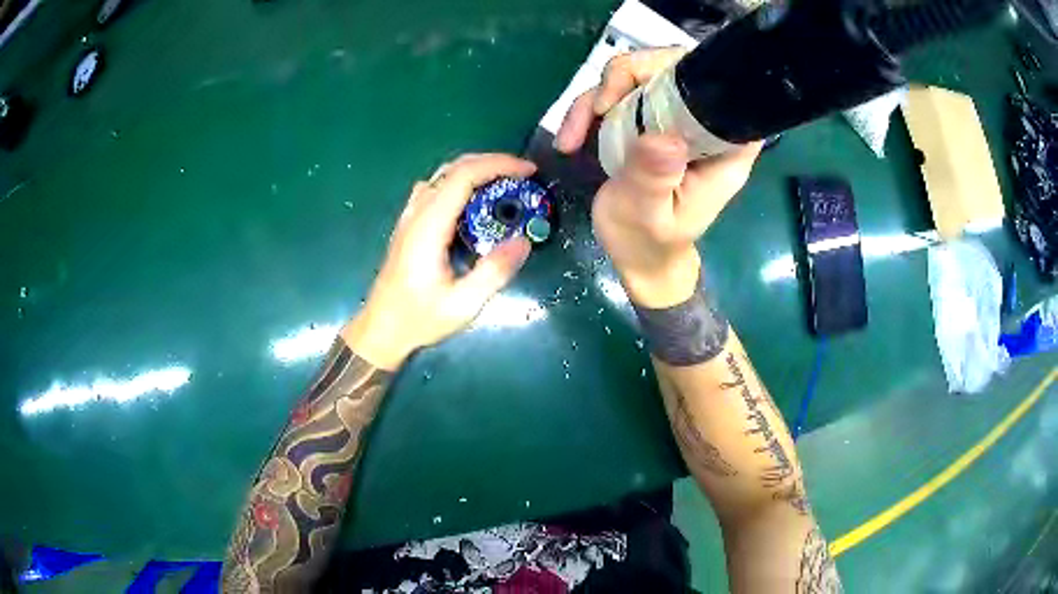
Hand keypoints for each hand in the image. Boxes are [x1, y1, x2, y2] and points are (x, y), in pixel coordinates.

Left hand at [342, 154, 535, 369]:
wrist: (381, 329)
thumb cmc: (419, 319)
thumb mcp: (462, 304)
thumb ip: (494, 272)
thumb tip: (524, 241)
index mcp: (429, 226)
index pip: (464, 176)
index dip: (498, 165)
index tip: (528, 171)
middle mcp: (417, 212)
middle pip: (454, 167)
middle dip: (492, 163)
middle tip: (523, 176)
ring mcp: (410, 216)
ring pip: (443, 175)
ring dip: (477, 170)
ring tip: (505, 184)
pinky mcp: (410, 223)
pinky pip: (436, 188)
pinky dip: (462, 183)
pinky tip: (475, 202)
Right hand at [555, 48, 760, 307]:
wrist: (637, 256)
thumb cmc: (649, 242)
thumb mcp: (648, 214)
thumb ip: (654, 176)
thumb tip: (662, 136)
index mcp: (722, 148)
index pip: (718, 89)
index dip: (680, 71)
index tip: (638, 90)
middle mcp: (702, 126)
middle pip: (671, 68)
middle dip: (627, 77)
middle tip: (598, 108)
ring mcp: (673, 121)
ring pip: (638, 78)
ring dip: (597, 98)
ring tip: (571, 138)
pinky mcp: (649, 123)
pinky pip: (619, 97)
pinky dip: (589, 111)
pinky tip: (571, 140)